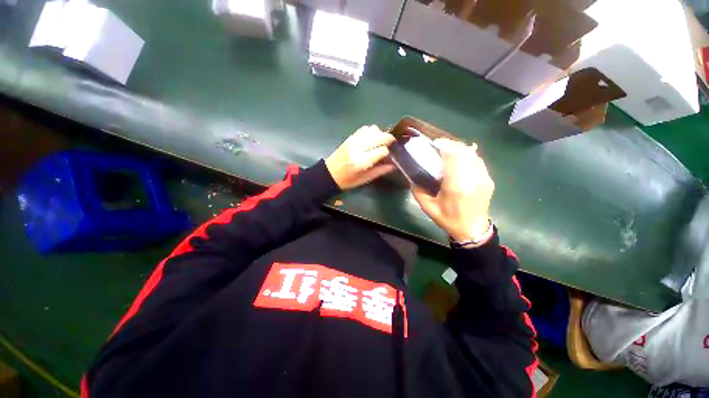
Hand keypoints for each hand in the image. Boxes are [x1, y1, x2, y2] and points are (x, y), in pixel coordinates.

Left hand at [325, 125, 395, 189]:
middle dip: (388, 139)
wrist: (329, 174)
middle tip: (391, 145)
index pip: (382, 150)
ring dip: (380, 134)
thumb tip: (394, 165)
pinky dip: (371, 132)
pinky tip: (372, 139)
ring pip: (373, 130)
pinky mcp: (350, 137)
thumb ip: (380, 171)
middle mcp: (358, 148)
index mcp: (361, 162)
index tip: (389, 157)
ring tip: (381, 143)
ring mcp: (353, 140)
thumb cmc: (348, 180)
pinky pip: (365, 129)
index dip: (388, 153)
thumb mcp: (365, 179)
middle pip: (380, 136)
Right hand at [412, 139, 493, 242]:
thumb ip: (418, 191)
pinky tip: (460, 159)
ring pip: (473, 154)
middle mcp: (473, 178)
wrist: (473, 230)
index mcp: (456, 186)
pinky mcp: (488, 179)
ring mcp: (483, 178)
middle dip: (451, 145)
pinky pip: (478, 161)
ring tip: (449, 152)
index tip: (434, 144)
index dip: (445, 145)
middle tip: (439, 147)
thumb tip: (412, 178)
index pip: (454, 156)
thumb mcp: (428, 208)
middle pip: (464, 151)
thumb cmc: (449, 219)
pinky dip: (468, 156)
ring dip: (460, 149)